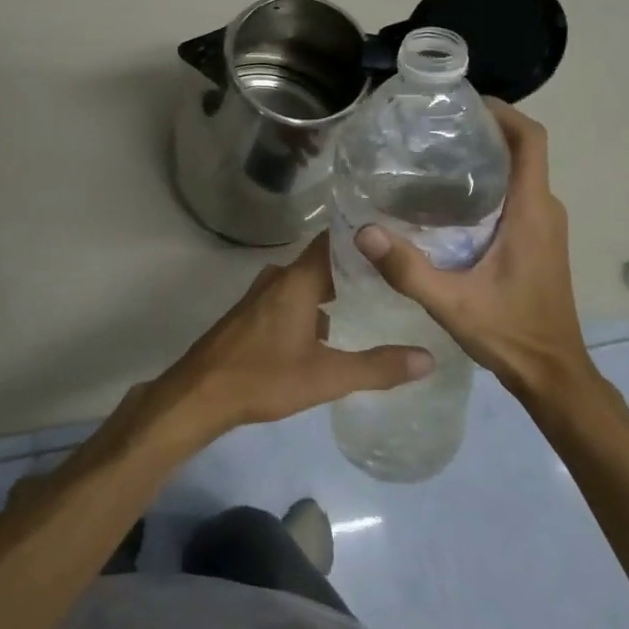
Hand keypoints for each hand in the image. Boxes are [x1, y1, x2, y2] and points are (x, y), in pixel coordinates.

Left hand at [154, 234, 433, 443]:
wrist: (200, 393)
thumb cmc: (264, 377)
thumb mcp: (326, 376)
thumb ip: (377, 367)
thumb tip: (428, 358)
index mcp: (297, 280)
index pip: (335, 240)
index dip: (364, 236)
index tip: (397, 235)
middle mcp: (279, 277)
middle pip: (324, 260)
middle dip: (357, 265)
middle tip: (396, 270)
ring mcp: (263, 294)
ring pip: (307, 280)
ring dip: (335, 287)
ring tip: (373, 296)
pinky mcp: (253, 312)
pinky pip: (292, 296)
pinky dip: (315, 303)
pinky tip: (334, 327)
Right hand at [354, 102, 594, 408]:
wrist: (553, 375)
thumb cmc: (510, 334)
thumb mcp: (451, 303)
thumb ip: (406, 268)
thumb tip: (362, 230)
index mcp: (531, 212)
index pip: (532, 141)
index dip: (504, 112)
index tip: (464, 102)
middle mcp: (544, 210)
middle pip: (522, 150)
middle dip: (483, 130)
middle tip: (432, 130)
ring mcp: (544, 225)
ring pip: (519, 172)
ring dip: (485, 156)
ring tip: (433, 157)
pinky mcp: (538, 240)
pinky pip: (516, 194)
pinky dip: (489, 182)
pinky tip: (447, 200)